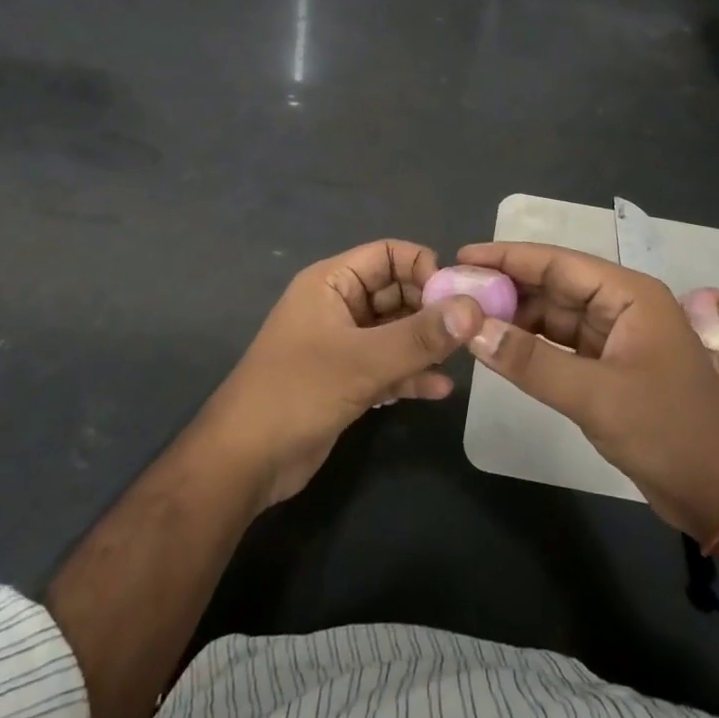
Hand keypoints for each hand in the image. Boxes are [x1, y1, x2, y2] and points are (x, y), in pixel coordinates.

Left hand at [194, 240, 482, 509]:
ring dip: (426, 344)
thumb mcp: (363, 362)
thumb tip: (474, 308)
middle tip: (470, 332)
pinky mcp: (347, 380)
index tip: (457, 298)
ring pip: (396, 332)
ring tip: (461, 360)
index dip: (424, 268)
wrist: (244, 462)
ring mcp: (343, 345)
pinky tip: (440, 391)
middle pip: (397, 292)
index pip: (389, 254)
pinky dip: (411, 374)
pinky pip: (388, 366)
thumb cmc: (298, 393)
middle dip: (432, 310)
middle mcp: (339, 306)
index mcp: (332, 283)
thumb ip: (421, 336)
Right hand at [457, 241, 718, 539]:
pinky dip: (532, 346)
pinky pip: (562, 346)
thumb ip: (531, 361)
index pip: (558, 263)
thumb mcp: (595, 395)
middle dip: (507, 288)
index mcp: (628, 295)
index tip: (462, 256)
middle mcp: (621, 307)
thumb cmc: (668, 431)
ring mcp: (616, 338)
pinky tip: (499, 348)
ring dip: (516, 317)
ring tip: (467, 318)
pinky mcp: (610, 369)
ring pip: (556, 317)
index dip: (508, 258)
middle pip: (554, 287)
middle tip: (453, 291)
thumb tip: (472, 329)